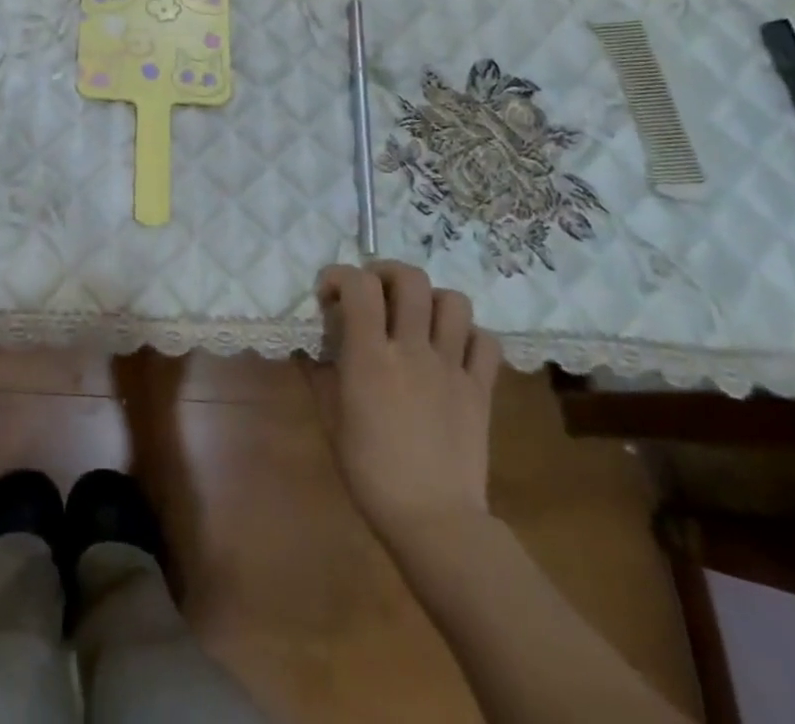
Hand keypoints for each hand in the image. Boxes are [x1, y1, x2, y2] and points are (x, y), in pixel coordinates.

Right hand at [308, 262, 501, 538]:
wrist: (434, 521)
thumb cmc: (371, 472)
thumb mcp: (330, 419)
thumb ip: (319, 374)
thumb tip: (309, 346)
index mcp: (370, 356)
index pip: (359, 285)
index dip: (340, 276)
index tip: (330, 296)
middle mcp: (412, 349)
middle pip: (411, 279)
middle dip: (387, 273)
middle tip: (375, 293)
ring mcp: (451, 366)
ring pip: (454, 302)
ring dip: (432, 299)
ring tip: (416, 316)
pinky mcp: (481, 388)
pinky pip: (485, 342)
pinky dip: (469, 335)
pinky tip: (452, 348)